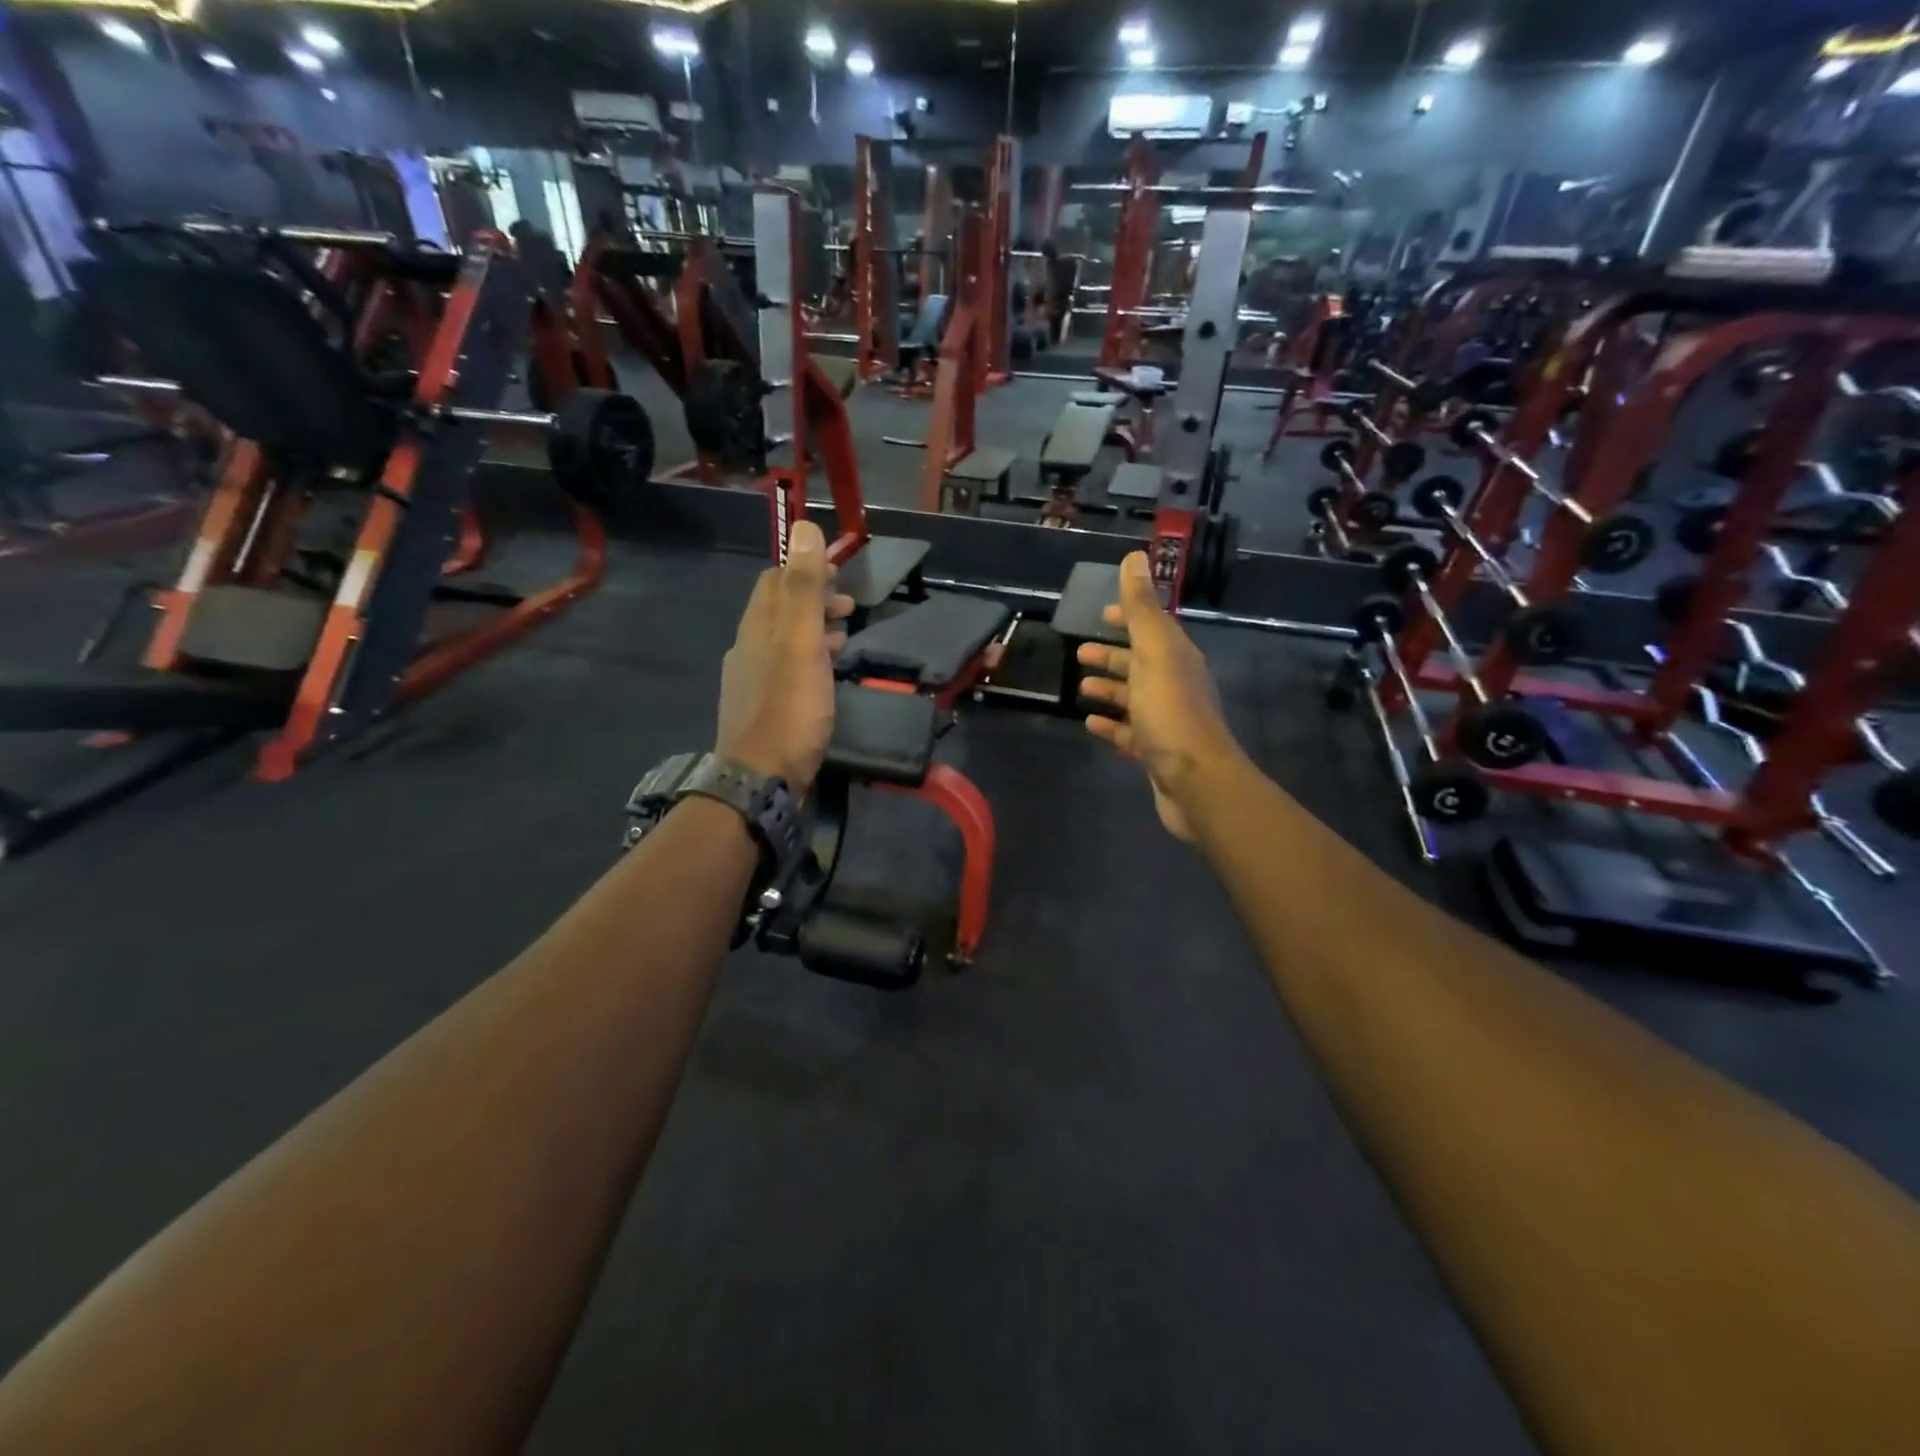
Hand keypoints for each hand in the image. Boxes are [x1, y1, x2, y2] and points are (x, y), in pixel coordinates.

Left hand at [716, 521, 853, 789]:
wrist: (761, 778)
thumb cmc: (789, 708)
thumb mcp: (802, 643)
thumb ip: (804, 588)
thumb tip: (802, 525)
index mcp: (757, 627)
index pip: (775, 580)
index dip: (806, 568)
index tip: (840, 573)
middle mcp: (747, 647)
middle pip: (778, 609)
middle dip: (813, 599)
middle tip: (850, 607)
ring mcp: (750, 680)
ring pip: (783, 641)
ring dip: (814, 630)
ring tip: (845, 635)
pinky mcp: (759, 708)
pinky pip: (785, 669)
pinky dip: (809, 659)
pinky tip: (825, 676)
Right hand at [1076, 552, 1241, 842]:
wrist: (1196, 781)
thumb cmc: (1172, 712)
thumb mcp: (1154, 652)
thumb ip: (1141, 609)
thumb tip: (1135, 556)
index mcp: (1176, 658)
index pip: (1151, 628)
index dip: (1128, 618)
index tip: (1102, 613)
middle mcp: (1174, 685)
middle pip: (1140, 663)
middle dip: (1112, 656)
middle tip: (1080, 651)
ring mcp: (1165, 720)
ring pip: (1133, 698)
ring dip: (1108, 690)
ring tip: (1079, 688)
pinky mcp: (1155, 752)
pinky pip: (1128, 732)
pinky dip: (1109, 725)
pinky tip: (1089, 723)